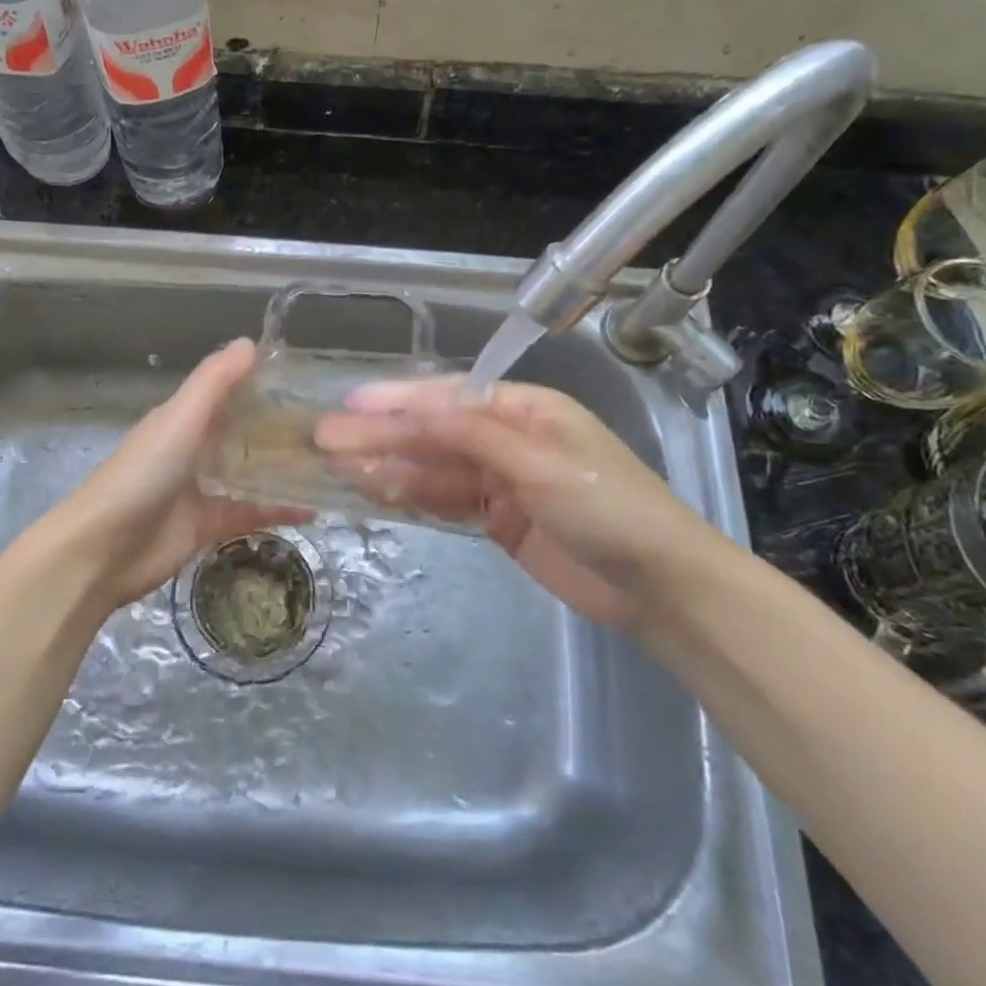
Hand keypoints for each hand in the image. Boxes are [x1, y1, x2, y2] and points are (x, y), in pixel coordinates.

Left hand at [44, 339, 309, 610]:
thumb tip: (252, 342)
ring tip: (331, 462)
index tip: (309, 378)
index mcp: (184, 418)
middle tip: (332, 424)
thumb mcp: (180, 418)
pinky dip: (279, 510)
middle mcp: (194, 448)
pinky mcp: (209, 525)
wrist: (103, 550)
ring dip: (282, 468)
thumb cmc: (143, 474)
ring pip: (249, 472)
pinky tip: (314, 510)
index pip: (229, 391)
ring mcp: (202, 488)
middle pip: (243, 431)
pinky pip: (252, 512)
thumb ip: (215, 381)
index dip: (263, 382)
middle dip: (280, 427)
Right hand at [315, 379, 723, 628]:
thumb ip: (472, 435)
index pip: (448, 398)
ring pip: (434, 468)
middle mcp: (507, 437)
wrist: (660, 587)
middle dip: (382, 435)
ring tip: (339, 468)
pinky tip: (379, 492)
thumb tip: (413, 409)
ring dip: (390, 466)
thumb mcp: (540, 464)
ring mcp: (501, 480)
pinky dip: (413, 496)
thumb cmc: (607, 508)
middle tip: (326, 440)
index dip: (397, 402)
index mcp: (524, 409)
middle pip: (433, 433)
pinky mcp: (497, 520)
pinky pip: (446, 501)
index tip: (348, 406)